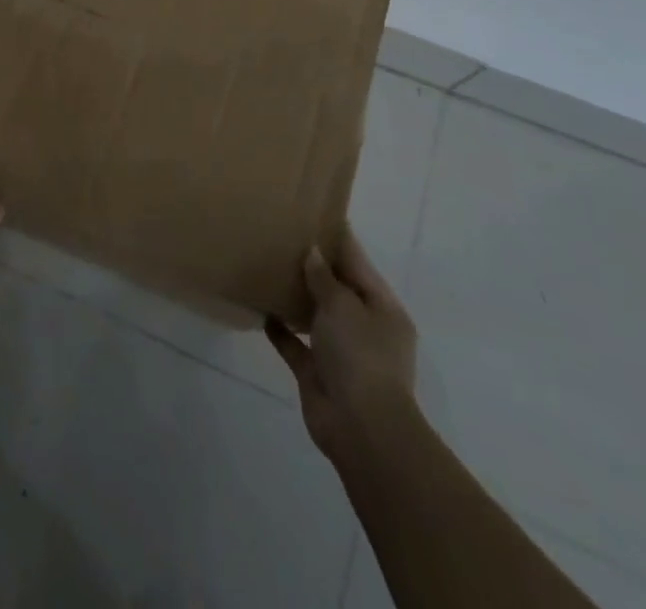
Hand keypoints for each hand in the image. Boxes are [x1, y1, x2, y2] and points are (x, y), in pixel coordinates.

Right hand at [265, 223, 419, 469]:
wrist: (361, 430)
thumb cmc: (360, 356)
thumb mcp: (343, 306)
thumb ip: (325, 278)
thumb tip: (313, 253)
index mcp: (383, 309)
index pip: (358, 264)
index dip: (337, 239)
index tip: (313, 214)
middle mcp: (365, 328)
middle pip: (337, 289)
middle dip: (313, 268)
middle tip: (282, 238)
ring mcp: (341, 353)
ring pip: (316, 316)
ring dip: (296, 297)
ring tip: (268, 268)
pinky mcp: (317, 373)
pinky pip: (296, 345)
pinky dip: (281, 330)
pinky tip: (262, 310)